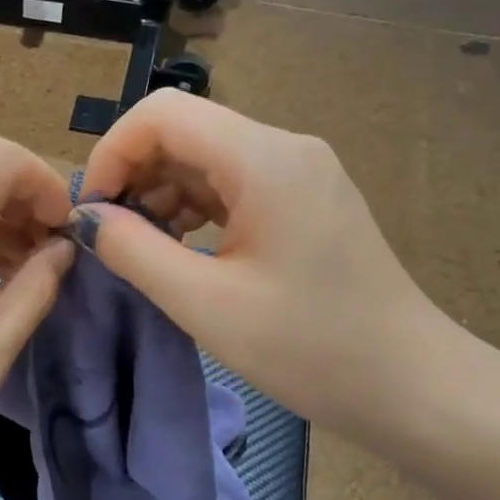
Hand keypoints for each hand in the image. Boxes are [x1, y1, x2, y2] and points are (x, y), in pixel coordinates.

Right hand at [76, 90, 447, 436]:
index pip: (162, 113)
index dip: (113, 151)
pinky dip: (194, 206)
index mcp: (264, 159)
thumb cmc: (310, 348)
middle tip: (110, 235)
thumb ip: (134, 251)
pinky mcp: (305, 198)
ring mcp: (300, 171)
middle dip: (134, 174)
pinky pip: (232, 182)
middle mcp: (284, 148)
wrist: (412, 385)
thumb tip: (87, 218)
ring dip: (161, 193)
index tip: (92, 210)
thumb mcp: (206, 304)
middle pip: (185, 130)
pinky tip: (181, 247)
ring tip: (143, 248)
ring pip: (205, 156)